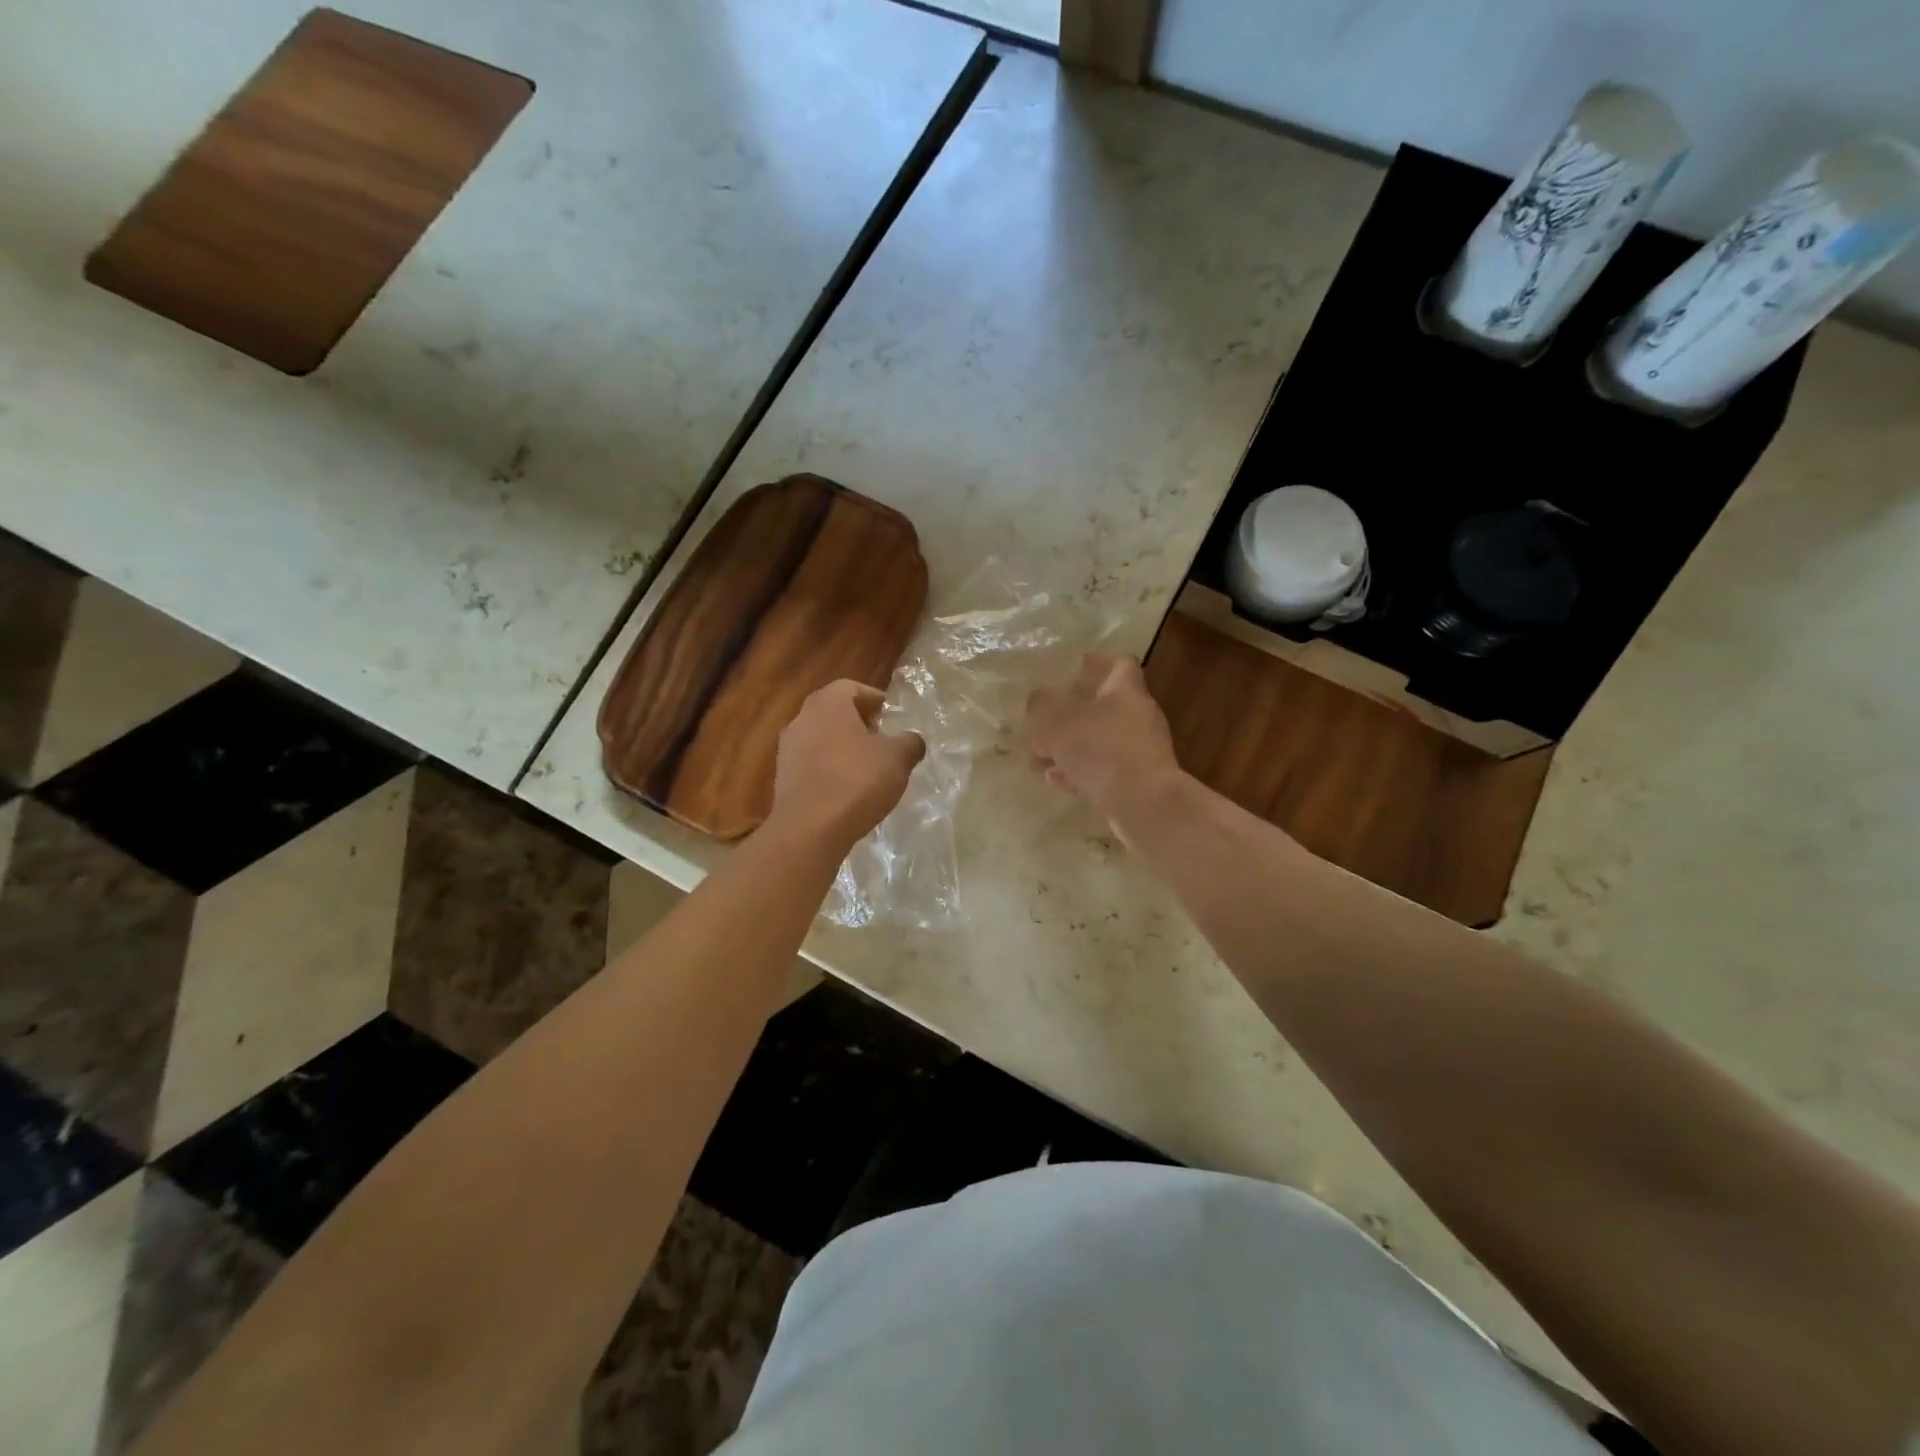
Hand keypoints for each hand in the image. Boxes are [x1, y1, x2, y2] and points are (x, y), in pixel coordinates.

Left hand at [769, 680, 924, 849]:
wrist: (810, 829)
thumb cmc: (857, 781)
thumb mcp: (898, 759)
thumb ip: (910, 743)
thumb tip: (912, 740)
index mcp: (828, 704)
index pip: (850, 686)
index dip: (872, 697)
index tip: (889, 713)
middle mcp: (802, 719)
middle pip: (831, 711)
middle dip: (856, 720)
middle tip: (879, 737)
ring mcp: (787, 750)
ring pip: (819, 737)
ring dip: (841, 745)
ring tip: (865, 766)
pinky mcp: (783, 778)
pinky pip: (810, 763)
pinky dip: (828, 768)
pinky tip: (846, 789)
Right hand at [1027, 654, 1183, 830]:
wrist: (1144, 805)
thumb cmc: (1101, 751)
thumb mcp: (1058, 722)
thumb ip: (1042, 706)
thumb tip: (1038, 698)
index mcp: (1126, 691)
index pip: (1120, 665)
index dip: (1097, 663)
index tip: (1076, 667)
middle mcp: (1139, 716)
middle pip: (1106, 705)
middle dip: (1073, 712)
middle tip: (1045, 718)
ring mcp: (1141, 751)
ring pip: (1100, 741)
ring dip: (1071, 747)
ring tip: (1040, 756)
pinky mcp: (1138, 781)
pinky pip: (1104, 770)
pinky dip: (1080, 771)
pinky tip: (1056, 781)